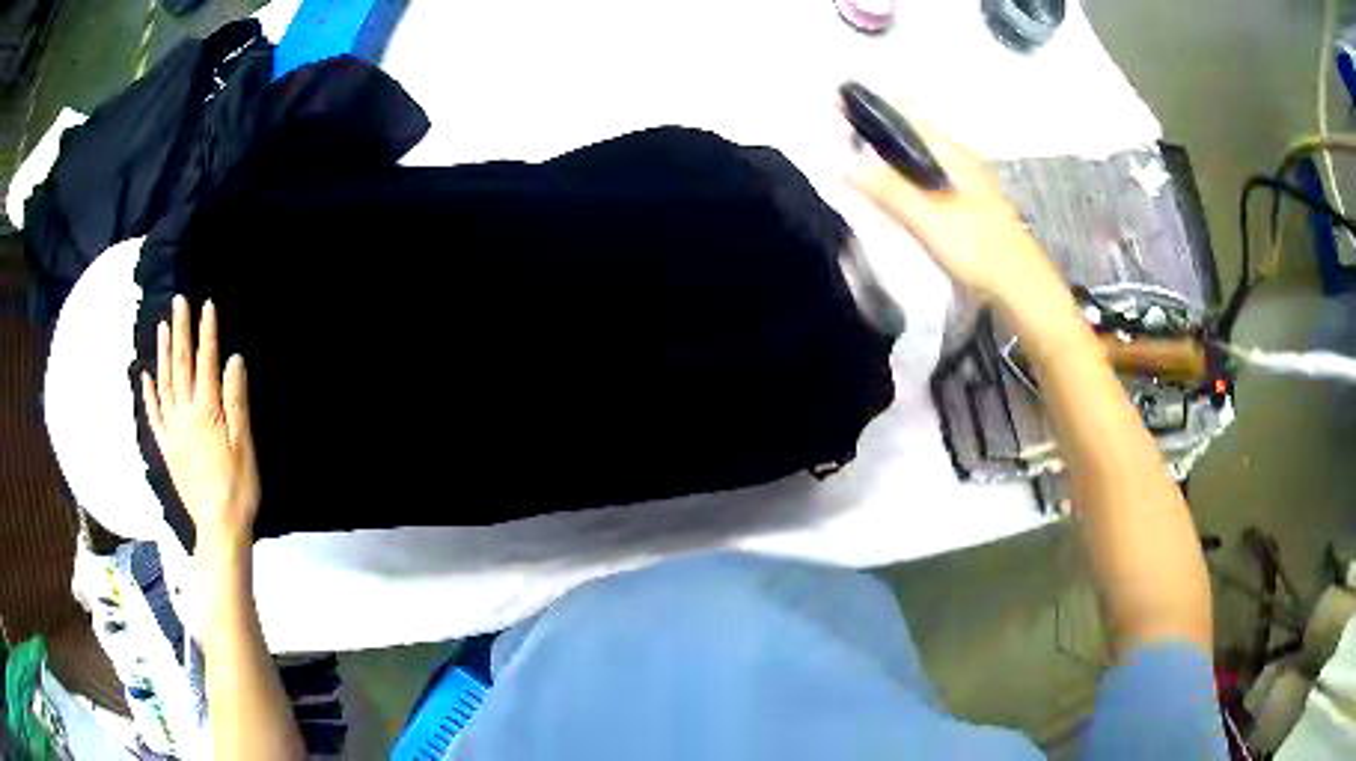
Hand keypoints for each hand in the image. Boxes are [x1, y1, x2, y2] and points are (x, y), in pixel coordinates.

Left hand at [140, 296, 258, 559]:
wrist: (218, 528)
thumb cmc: (238, 488)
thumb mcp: (245, 446)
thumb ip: (237, 401)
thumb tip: (234, 360)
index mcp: (206, 412)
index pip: (206, 363)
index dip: (206, 333)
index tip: (206, 305)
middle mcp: (185, 415)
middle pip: (181, 367)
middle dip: (181, 332)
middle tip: (179, 302)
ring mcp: (172, 432)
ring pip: (164, 385)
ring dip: (163, 354)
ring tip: (163, 327)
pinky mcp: (167, 449)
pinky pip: (154, 416)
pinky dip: (149, 394)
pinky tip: (145, 376)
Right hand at [841, 108, 1069, 318]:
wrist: (1022, 289)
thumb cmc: (978, 248)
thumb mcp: (928, 218)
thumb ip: (888, 189)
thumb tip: (841, 161)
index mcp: (952, 153)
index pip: (906, 113)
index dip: (871, 106)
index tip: (837, 106)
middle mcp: (960, 160)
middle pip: (912, 133)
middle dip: (876, 129)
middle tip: (839, 136)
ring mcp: (967, 184)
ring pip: (920, 157)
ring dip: (890, 154)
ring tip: (856, 160)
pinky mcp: (968, 207)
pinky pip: (927, 179)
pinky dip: (904, 177)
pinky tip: (893, 194)